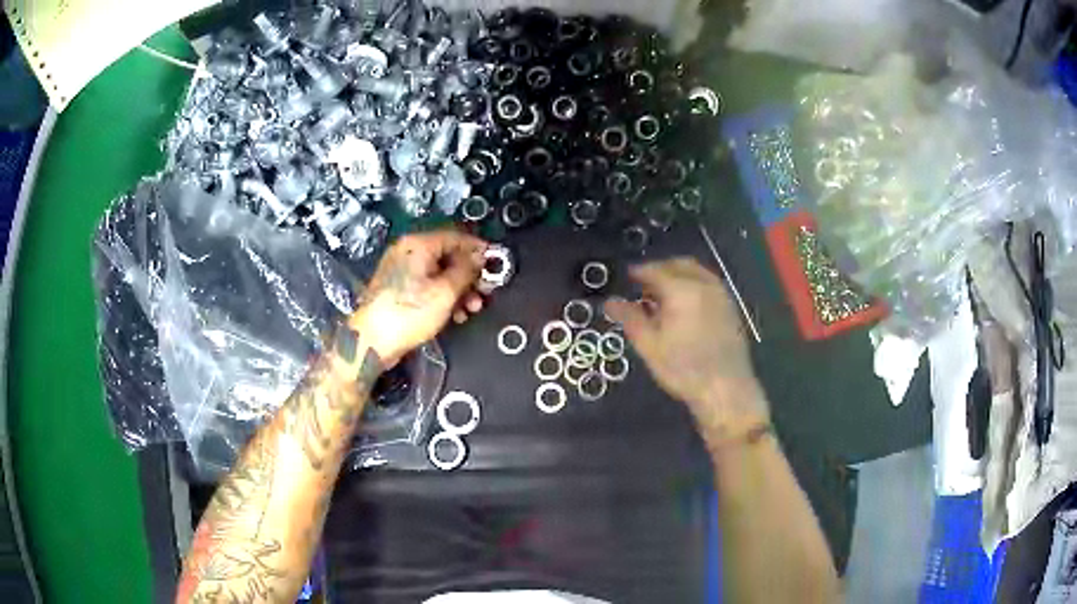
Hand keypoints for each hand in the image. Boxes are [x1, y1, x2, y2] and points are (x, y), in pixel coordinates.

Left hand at [349, 230, 487, 366]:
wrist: (373, 341)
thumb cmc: (407, 314)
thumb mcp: (445, 292)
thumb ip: (466, 271)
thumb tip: (479, 258)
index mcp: (417, 245)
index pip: (455, 237)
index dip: (477, 249)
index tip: (494, 262)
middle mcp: (408, 252)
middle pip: (448, 256)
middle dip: (470, 274)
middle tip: (485, 290)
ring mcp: (402, 271)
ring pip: (440, 273)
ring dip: (459, 289)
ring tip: (472, 307)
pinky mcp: (399, 290)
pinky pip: (428, 285)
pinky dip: (444, 296)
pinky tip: (456, 313)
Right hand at [604, 258, 768, 441]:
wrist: (726, 389)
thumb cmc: (683, 369)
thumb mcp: (649, 345)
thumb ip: (629, 318)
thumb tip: (609, 301)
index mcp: (681, 289)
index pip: (655, 270)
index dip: (638, 272)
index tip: (626, 277)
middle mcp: (704, 283)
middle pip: (678, 264)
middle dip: (660, 269)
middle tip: (643, 284)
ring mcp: (721, 294)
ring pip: (696, 272)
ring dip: (678, 275)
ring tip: (663, 295)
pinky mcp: (731, 307)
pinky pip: (709, 283)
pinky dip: (694, 284)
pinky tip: (686, 306)